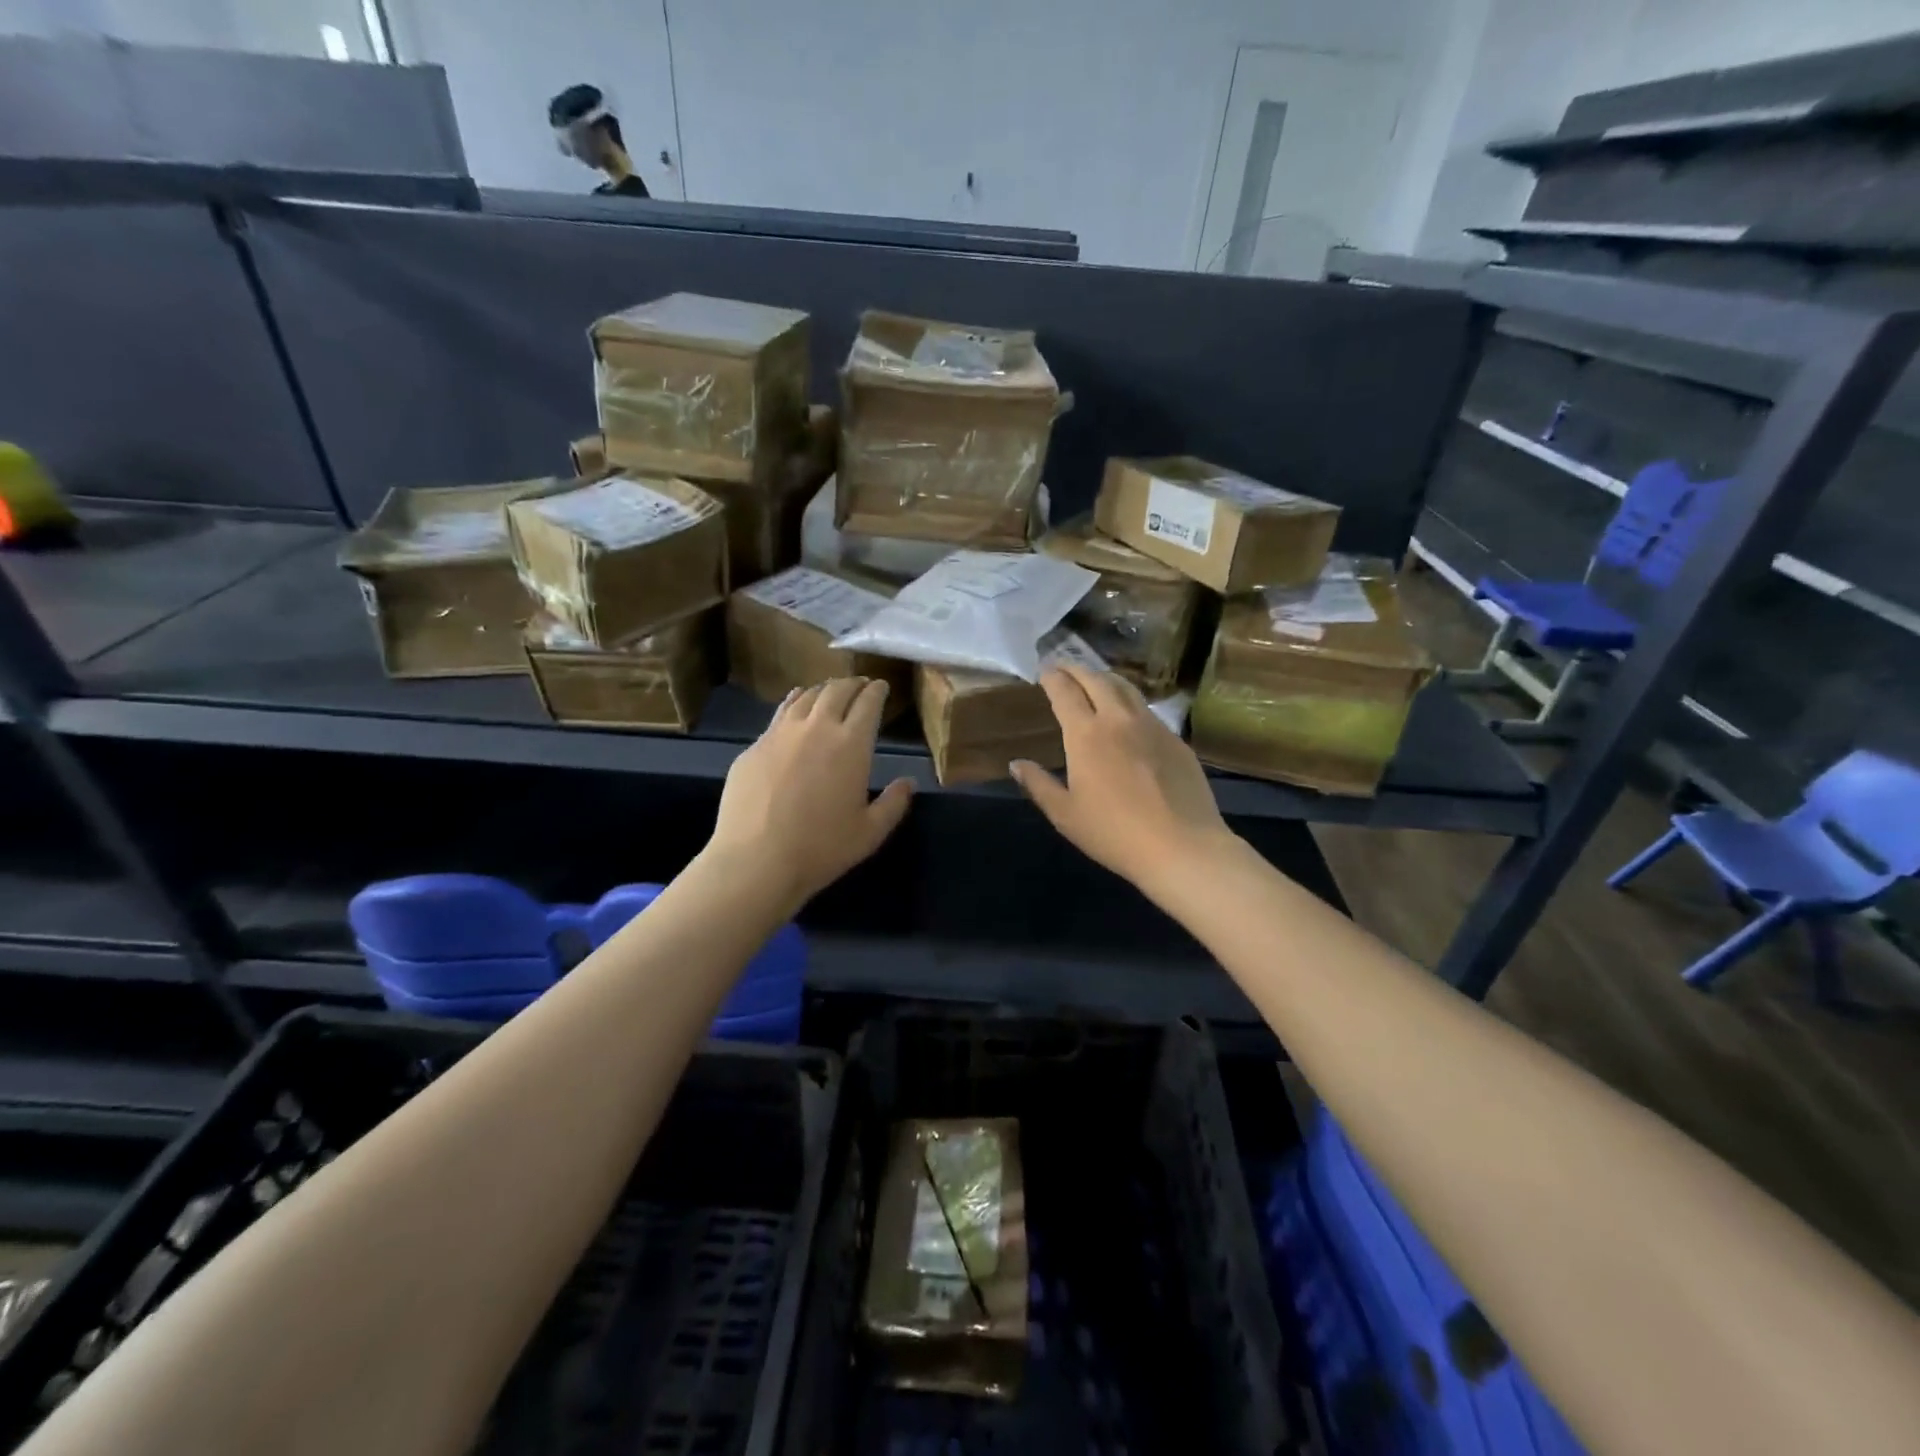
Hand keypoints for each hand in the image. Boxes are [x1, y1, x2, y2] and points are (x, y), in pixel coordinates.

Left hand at [709, 677, 914, 907]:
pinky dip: (794, 703)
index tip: (882, 686)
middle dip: (852, 683)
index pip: (868, 702)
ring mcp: (780, 733)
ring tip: (828, 691)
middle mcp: (816, 727)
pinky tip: (794, 708)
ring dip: (822, 690)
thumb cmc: (821, 848)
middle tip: (859, 685)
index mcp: (851, 744)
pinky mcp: (754, 747)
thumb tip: (907, 782)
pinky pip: (779, 714)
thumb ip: (894, 803)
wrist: (756, 860)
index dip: (877, 691)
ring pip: (805, 696)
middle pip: (836, 690)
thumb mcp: (870, 833)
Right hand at [1011, 666, 1235, 895]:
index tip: (1044, 670)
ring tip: (1095, 678)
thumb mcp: (1065, 815)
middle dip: (1077, 668)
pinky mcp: (1176, 740)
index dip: (1052, 677)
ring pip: (1127, 688)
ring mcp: (1152, 726)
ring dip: (1106, 678)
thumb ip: (1039, 784)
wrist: (1182, 846)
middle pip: (1097, 680)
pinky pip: (1147, 709)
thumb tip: (1017, 763)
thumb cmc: (1114, 833)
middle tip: (1065, 666)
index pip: (1065, 692)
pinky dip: (1130, 701)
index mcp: (1086, 735)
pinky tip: (1128, 714)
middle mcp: (1118, 720)